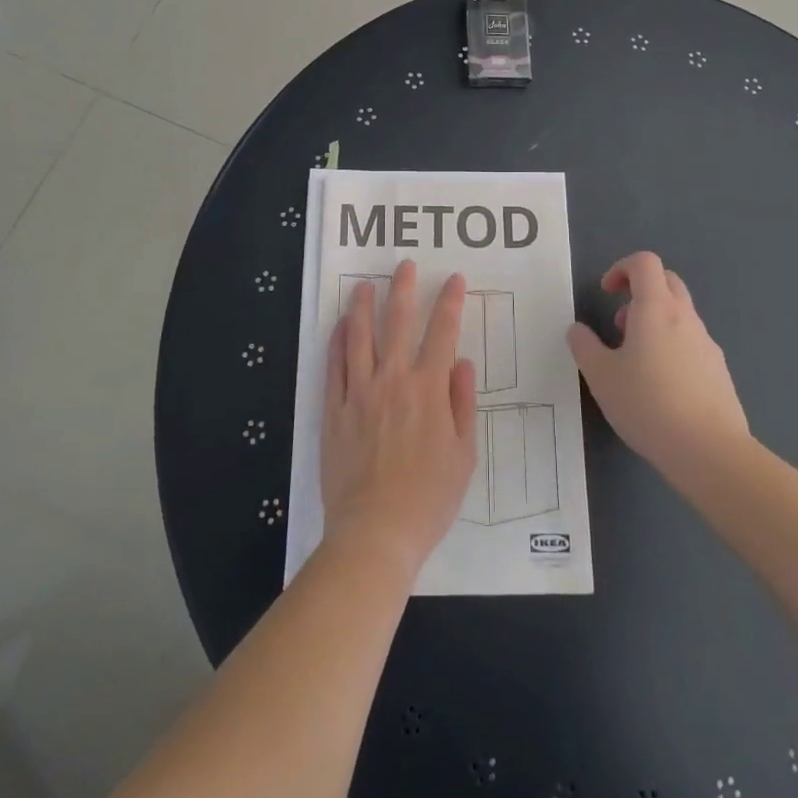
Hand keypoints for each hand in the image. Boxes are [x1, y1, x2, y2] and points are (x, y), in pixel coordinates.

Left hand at [321, 260, 477, 580]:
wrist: (375, 533)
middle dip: (403, 289)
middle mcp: (393, 381)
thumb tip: (461, 361)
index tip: (453, 279)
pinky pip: (334, 366)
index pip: (442, 333)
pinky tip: (340, 325)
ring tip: (365, 284)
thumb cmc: (428, 498)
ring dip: (364, 306)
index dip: (449, 302)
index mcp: (428, 390)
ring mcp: (359, 393)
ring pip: (360, 337)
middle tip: (403, 265)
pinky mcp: (334, 410)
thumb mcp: (463, 454)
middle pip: (398, 323)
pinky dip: (337, 342)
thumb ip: (462, 403)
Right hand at [568, 251, 750, 480]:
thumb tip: (577, 330)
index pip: (644, 262)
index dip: (621, 268)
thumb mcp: (601, 376)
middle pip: (667, 281)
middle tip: (620, 323)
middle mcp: (685, 317)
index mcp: (656, 308)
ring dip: (655, 322)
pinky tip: (661, 387)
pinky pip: (692, 343)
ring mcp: (707, 344)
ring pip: (680, 314)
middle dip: (640, 291)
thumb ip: (584, 346)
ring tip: (635, 361)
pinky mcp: (719, 371)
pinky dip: (673, 347)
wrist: (710, 451)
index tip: (606, 293)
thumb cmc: (648, 404)